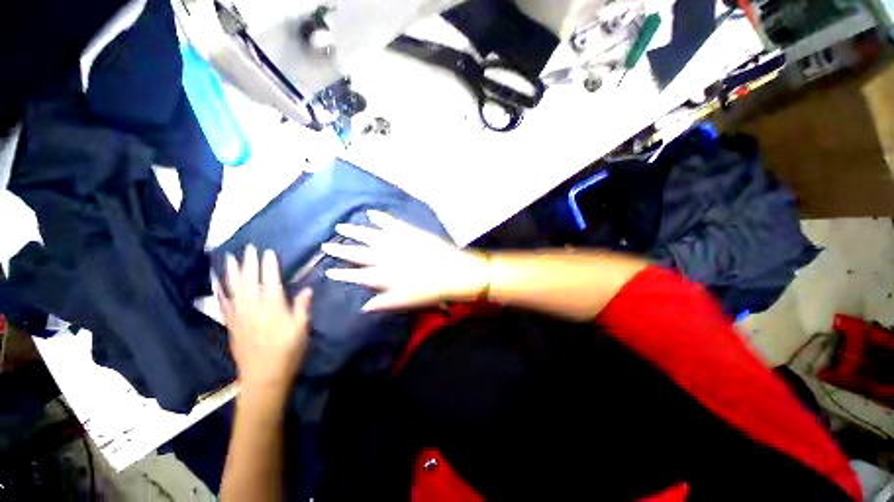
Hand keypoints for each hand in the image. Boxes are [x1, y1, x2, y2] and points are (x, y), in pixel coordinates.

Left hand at [216, 246, 311, 397]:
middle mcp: (254, 309)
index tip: (267, 252)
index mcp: (273, 308)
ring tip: (228, 258)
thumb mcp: (301, 330)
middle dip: (248, 264)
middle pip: (249, 282)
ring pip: (233, 290)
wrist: (263, 378)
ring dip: (231, 273)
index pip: (270, 281)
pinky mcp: (232, 326)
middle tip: (247, 248)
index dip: (269, 266)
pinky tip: (216, 284)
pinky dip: (219, 292)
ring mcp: (240, 317)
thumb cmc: (288, 352)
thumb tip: (307, 289)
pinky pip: (223, 305)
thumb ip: (302, 308)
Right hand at [322, 210, 488, 310]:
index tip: (328, 271)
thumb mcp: (406, 302)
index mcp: (384, 275)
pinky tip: (370, 213)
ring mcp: (396, 241)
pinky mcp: (408, 231)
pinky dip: (379, 217)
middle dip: (341, 249)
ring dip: (354, 231)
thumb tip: (364, 307)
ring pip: (369, 235)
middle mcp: (385, 257)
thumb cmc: (431, 290)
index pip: (357, 275)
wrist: (453, 271)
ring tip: (340, 226)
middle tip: (326, 245)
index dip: (342, 274)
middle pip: (358, 253)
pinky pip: (390, 222)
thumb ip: (383, 303)